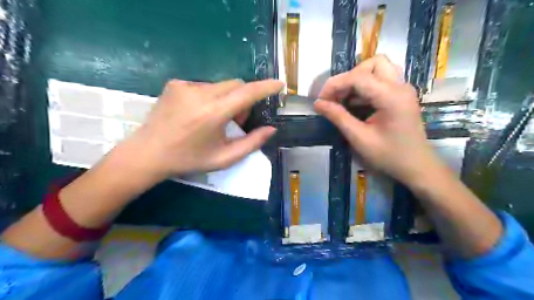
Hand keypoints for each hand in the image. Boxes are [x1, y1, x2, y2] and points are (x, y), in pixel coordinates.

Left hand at [126, 79, 283, 179]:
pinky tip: (199, 114)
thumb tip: (271, 129)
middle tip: (236, 120)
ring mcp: (185, 86)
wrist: (148, 154)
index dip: (266, 87)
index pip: (247, 93)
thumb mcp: (224, 158)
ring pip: (221, 86)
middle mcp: (200, 93)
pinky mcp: (175, 84)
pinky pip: (204, 86)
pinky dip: (211, 97)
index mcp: (213, 113)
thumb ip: (251, 143)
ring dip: (227, 99)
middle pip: (236, 85)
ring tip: (215, 119)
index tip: (279, 84)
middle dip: (243, 99)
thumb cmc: (189, 159)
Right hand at [313, 53, 444, 184]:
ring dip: (357, 80)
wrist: (416, 167)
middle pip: (372, 64)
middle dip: (349, 77)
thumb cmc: (389, 156)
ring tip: (343, 99)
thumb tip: (318, 103)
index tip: (321, 100)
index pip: (358, 77)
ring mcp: (403, 89)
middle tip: (336, 97)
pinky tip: (354, 103)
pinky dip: (364, 87)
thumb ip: (338, 117)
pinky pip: (380, 80)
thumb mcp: (359, 138)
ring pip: (378, 68)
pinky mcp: (401, 95)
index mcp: (391, 96)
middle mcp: (400, 86)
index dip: (335, 84)